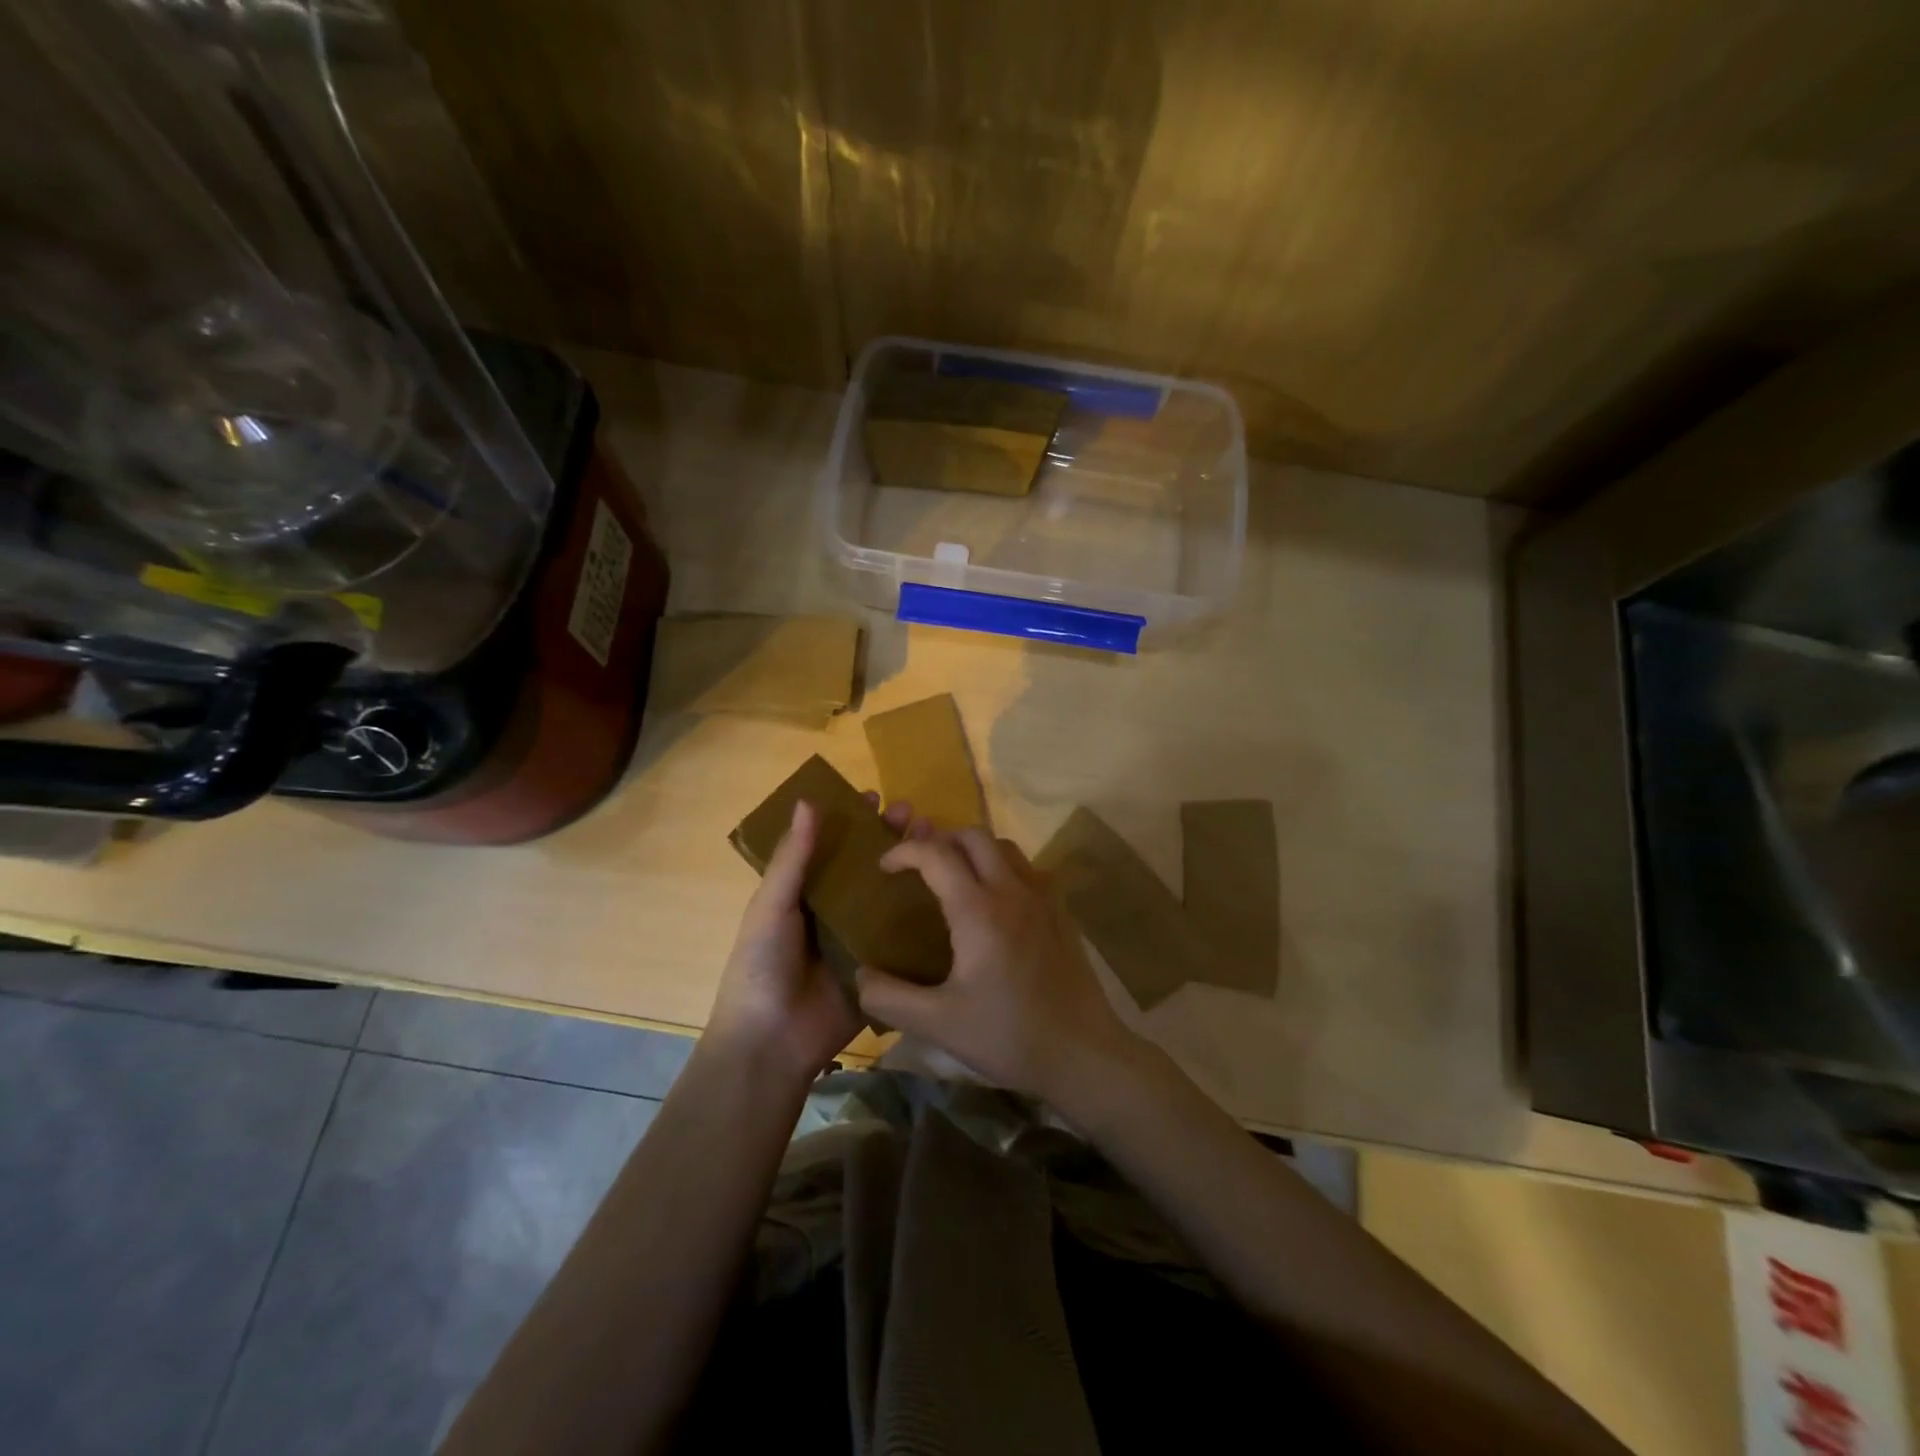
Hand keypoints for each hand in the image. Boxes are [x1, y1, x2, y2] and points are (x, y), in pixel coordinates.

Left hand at [706, 795, 926, 1087]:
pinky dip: (926, 914)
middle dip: (890, 839)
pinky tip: (951, 891)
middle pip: (869, 867)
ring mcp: (863, 940)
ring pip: (892, 896)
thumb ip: (793, 858)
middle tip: (915, 817)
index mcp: (806, 894)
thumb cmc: (762, 966)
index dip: (852, 821)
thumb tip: (808, 801)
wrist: (772, 1042)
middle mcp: (838, 911)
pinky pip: (907, 937)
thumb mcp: (771, 906)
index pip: (833, 847)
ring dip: (913, 869)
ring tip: (937, 842)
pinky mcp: (884, 968)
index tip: (875, 796)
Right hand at [854, 827, 1146, 1106]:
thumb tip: (859, 974)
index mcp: (979, 911)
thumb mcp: (938, 1024)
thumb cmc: (1008, 1036)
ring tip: (954, 879)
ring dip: (974, 851)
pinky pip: (1027, 869)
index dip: (904, 851)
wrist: (1083, 1053)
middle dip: (940, 841)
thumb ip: (889, 997)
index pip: (936, 855)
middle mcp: (1013, 890)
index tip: (884, 867)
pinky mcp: (1061, 912)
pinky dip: (1002, 868)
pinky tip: (995, 903)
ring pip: (1005, 847)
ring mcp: (1043, 898)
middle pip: (974, 837)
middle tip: (919, 868)